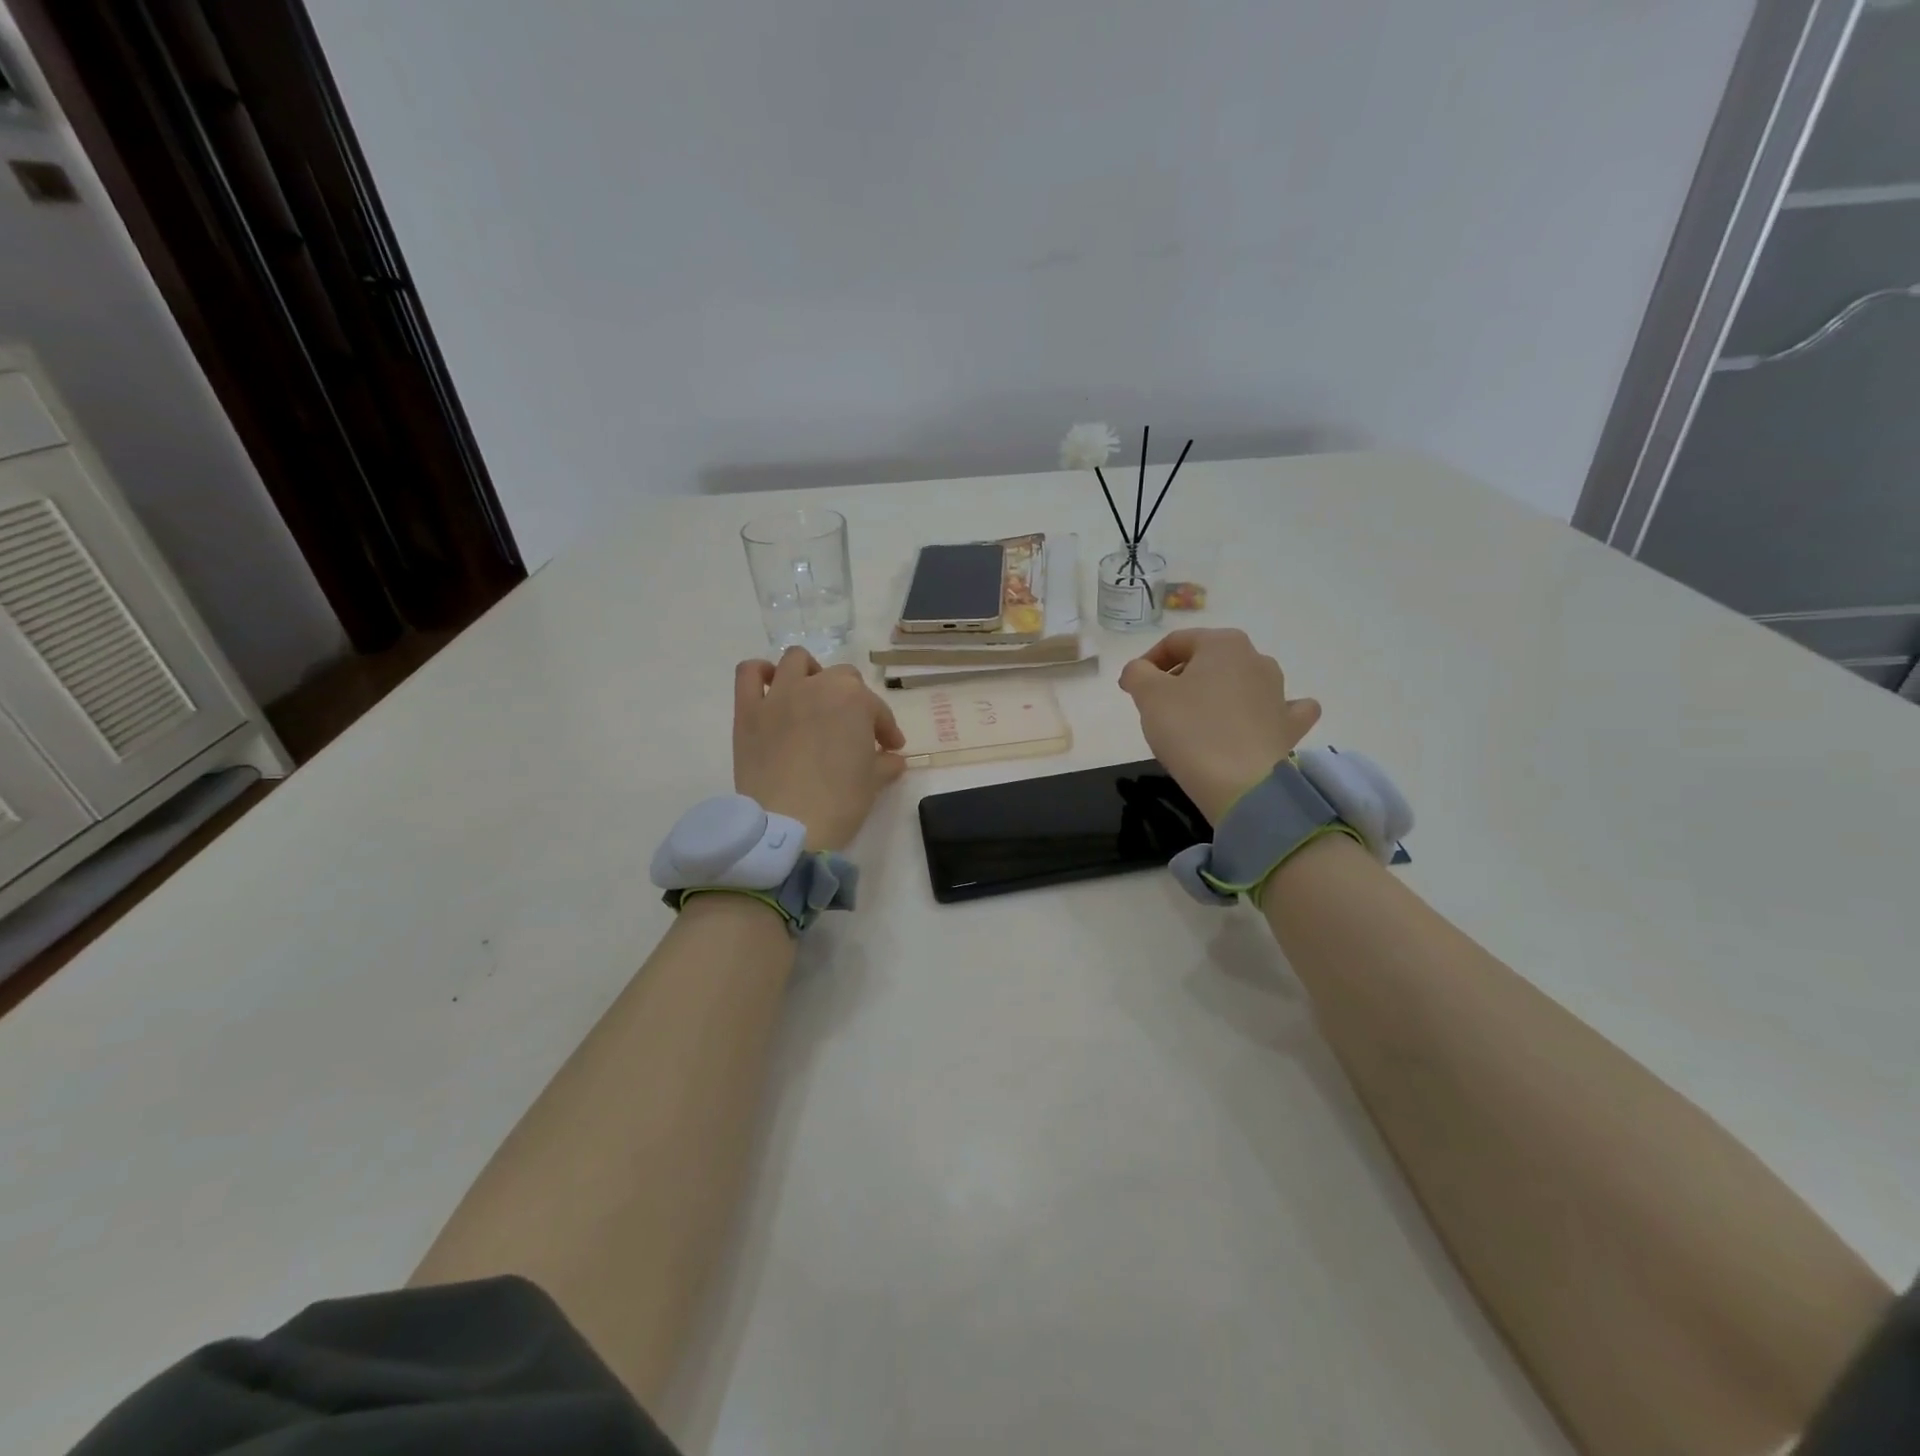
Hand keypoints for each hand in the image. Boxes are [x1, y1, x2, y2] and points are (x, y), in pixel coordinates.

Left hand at [733, 648, 906, 850]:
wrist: (789, 825)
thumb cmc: (840, 802)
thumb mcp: (874, 782)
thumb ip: (885, 763)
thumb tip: (892, 759)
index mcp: (854, 700)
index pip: (877, 709)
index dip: (886, 729)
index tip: (890, 749)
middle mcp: (817, 686)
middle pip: (841, 678)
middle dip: (852, 699)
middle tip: (852, 728)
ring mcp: (779, 695)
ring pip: (797, 661)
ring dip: (809, 673)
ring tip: (812, 697)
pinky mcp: (748, 711)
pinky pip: (749, 673)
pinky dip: (760, 673)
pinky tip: (769, 688)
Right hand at [1118, 628, 1322, 823]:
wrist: (1242, 785)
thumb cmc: (1190, 730)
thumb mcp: (1148, 695)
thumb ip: (1137, 672)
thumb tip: (1140, 671)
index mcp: (1223, 643)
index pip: (1175, 642)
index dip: (1147, 663)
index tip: (1130, 689)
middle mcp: (1256, 659)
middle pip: (1208, 661)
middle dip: (1180, 678)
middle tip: (1157, 706)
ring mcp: (1279, 692)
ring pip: (1241, 682)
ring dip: (1217, 693)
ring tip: (1194, 721)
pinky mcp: (1289, 726)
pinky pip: (1279, 710)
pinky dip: (1265, 713)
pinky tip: (1256, 722)